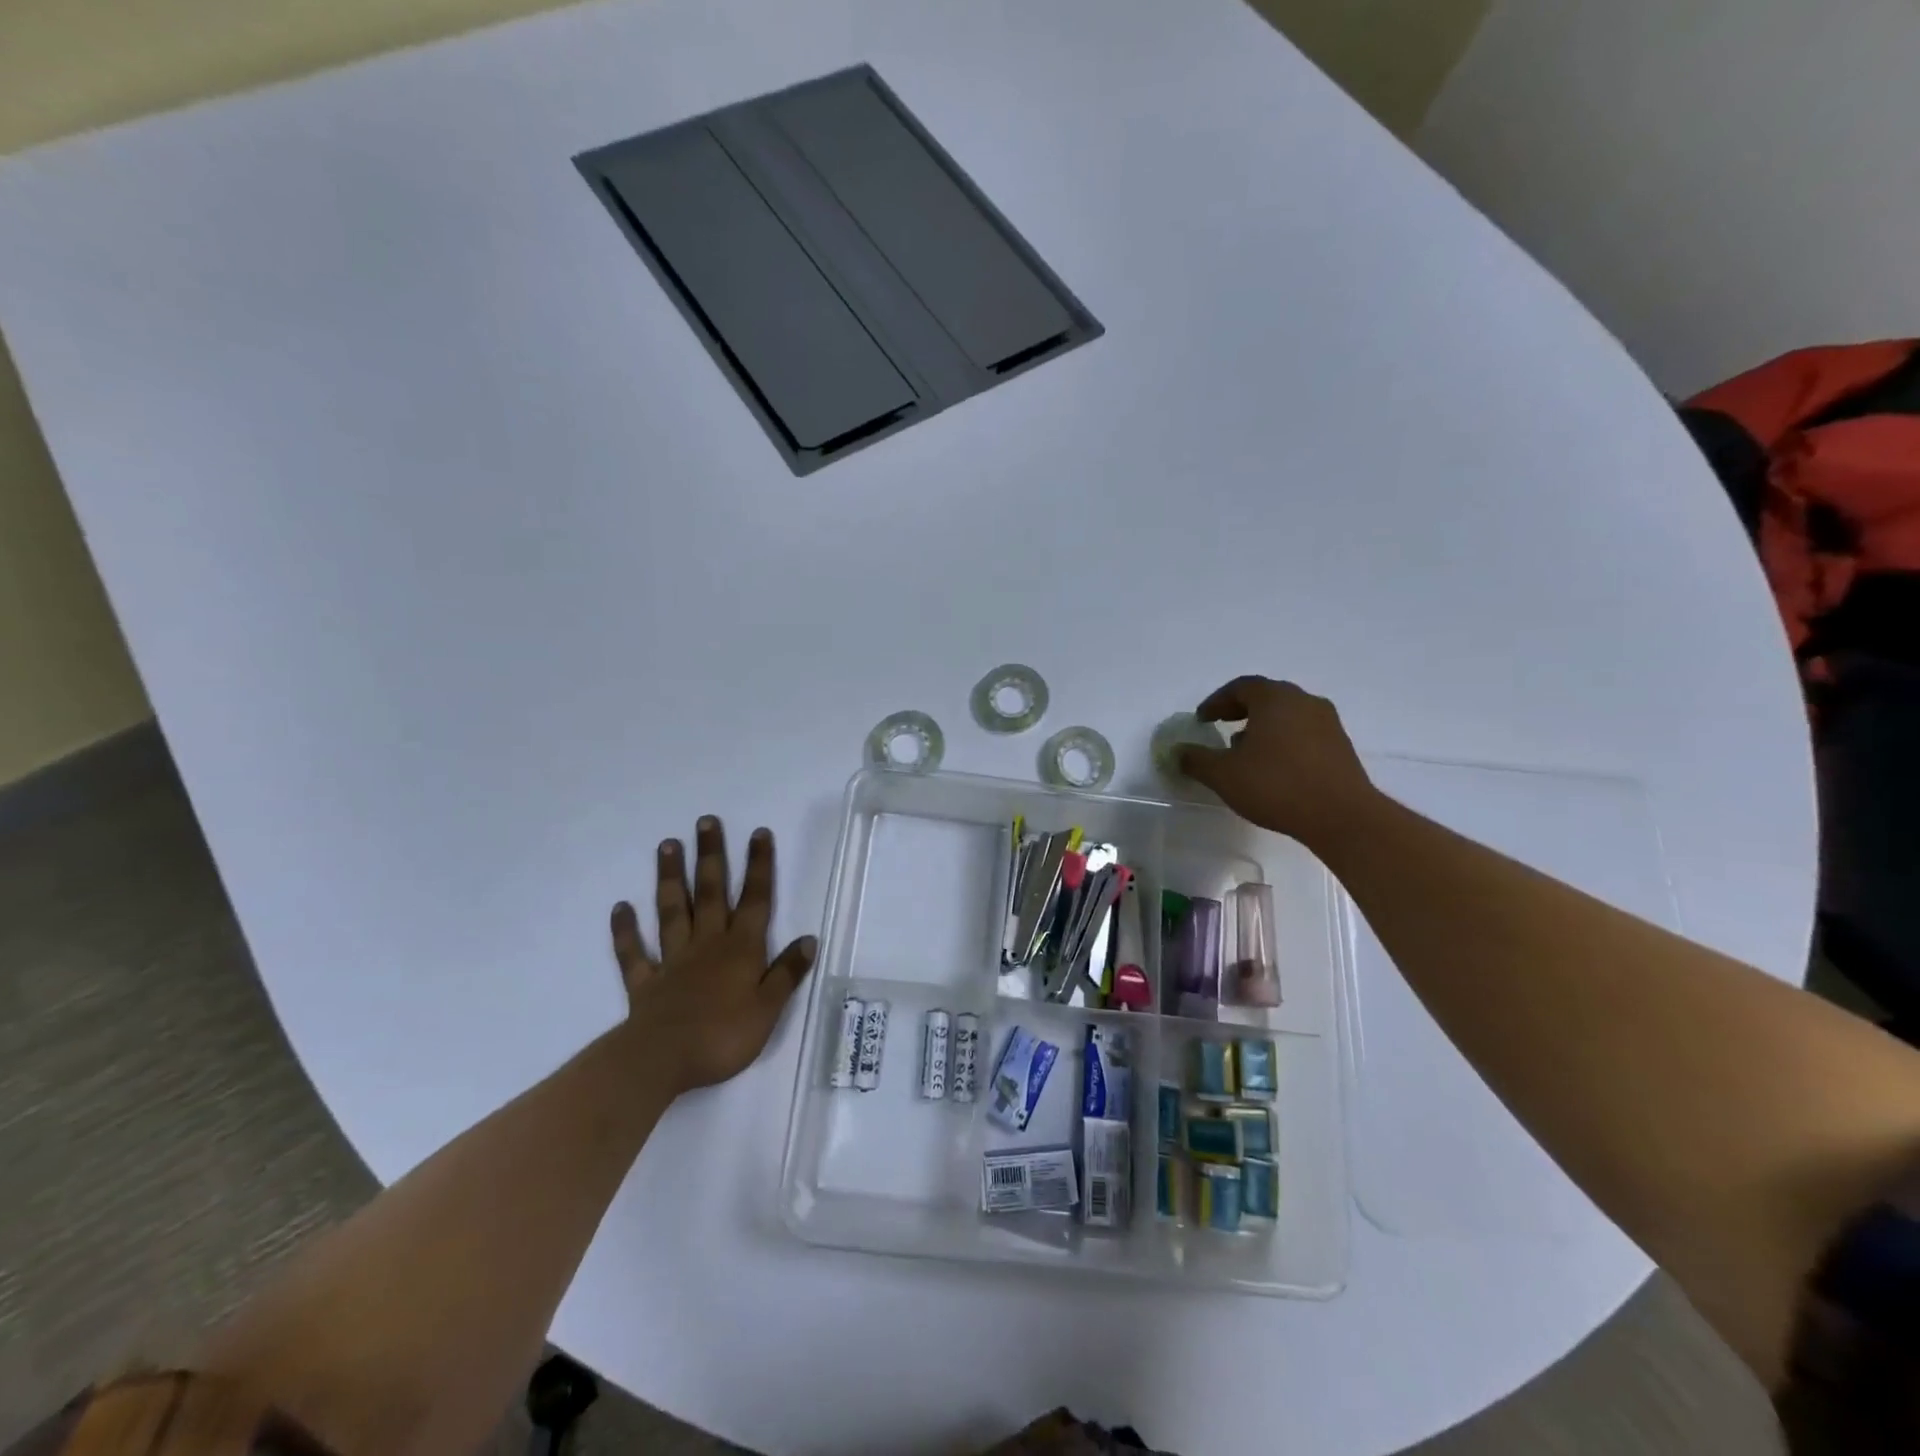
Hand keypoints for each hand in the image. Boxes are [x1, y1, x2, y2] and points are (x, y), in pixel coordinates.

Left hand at [608, 816, 816, 1094]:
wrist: (662, 1061)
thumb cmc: (723, 1036)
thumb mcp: (769, 1009)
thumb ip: (787, 973)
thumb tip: (809, 939)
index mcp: (741, 949)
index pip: (755, 899)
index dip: (759, 866)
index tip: (758, 833)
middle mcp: (707, 944)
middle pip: (710, 893)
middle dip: (711, 856)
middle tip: (706, 821)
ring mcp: (672, 960)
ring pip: (672, 911)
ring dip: (670, 878)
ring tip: (667, 845)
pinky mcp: (645, 982)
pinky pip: (634, 952)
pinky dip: (626, 930)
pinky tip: (621, 907)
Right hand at [1176, 676, 1377, 846]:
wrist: (1341, 816)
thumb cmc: (1276, 786)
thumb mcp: (1223, 775)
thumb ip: (1196, 760)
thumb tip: (1178, 752)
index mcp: (1274, 699)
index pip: (1240, 687)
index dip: (1216, 701)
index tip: (1202, 720)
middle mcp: (1304, 701)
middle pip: (1266, 697)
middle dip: (1240, 710)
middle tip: (1221, 727)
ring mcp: (1327, 722)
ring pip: (1287, 714)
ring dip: (1263, 726)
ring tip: (1245, 751)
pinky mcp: (1341, 746)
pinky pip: (1304, 732)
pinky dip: (1283, 740)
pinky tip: (1273, 767)